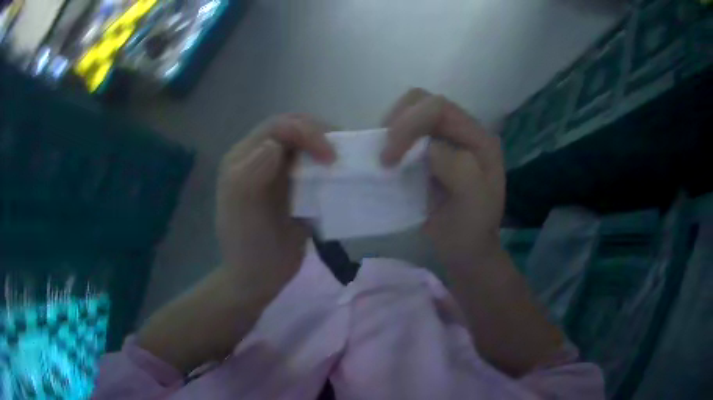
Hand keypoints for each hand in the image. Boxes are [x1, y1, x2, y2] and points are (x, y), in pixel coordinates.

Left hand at [138, 115, 334, 372]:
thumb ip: (252, 172)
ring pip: (306, 145)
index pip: (278, 127)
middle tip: (341, 152)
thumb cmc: (248, 245)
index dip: (305, 132)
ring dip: (326, 147)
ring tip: (345, 159)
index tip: (328, 155)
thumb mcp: (242, 209)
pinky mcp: (295, 188)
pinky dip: (329, 167)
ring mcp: (279, 173)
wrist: (259, 277)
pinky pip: (314, 167)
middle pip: (293, 129)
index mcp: (244, 158)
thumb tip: (275, 145)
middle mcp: (261, 159)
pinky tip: (341, 175)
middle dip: (318, 133)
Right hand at [381, 89, 504, 267]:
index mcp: (478, 139)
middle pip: (422, 102)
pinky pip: (403, 133)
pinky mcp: (427, 151)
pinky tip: (386, 161)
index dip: (410, 123)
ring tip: (384, 158)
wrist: (464, 249)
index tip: (390, 157)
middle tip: (385, 156)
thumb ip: (458, 167)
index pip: (440, 108)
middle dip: (398, 122)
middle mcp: (461, 132)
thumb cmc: (470, 230)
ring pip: (409, 113)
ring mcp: (443, 140)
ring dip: (391, 131)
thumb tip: (427, 147)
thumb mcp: (474, 203)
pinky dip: (389, 141)